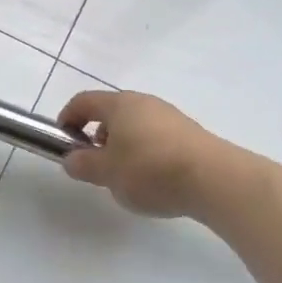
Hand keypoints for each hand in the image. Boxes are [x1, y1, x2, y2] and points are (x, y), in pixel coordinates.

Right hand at [57, 89, 225, 218]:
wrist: (217, 181)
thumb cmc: (151, 170)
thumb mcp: (106, 173)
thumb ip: (83, 164)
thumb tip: (71, 159)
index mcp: (119, 104)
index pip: (83, 101)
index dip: (68, 119)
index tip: (64, 143)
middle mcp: (144, 103)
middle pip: (110, 113)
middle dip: (97, 137)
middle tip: (96, 165)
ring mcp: (170, 117)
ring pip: (135, 126)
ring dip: (123, 146)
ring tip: (127, 178)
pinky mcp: (191, 135)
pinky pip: (157, 138)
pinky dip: (146, 153)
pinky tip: (154, 180)